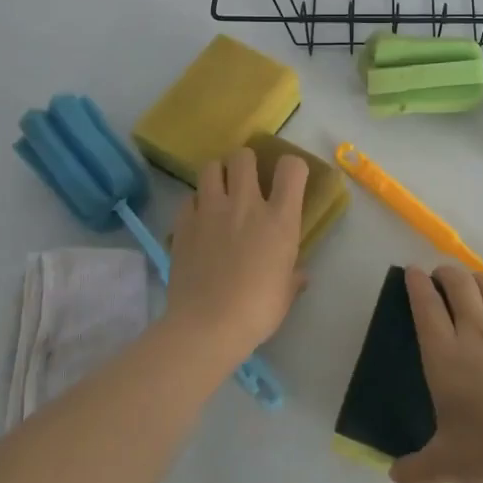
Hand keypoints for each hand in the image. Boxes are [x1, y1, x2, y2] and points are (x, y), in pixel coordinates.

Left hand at [166, 149, 306, 357]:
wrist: (206, 326)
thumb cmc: (256, 311)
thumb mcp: (286, 294)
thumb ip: (293, 276)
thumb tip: (300, 275)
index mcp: (279, 219)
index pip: (291, 168)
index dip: (292, 168)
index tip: (288, 182)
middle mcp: (245, 204)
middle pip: (244, 156)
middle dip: (246, 164)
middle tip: (246, 183)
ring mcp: (210, 210)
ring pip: (211, 167)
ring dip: (218, 176)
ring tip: (219, 193)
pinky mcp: (183, 224)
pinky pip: (189, 198)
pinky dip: (195, 204)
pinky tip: (199, 221)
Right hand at [390, 265, 482, 482]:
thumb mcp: (447, 467)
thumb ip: (417, 471)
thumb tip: (396, 478)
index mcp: (444, 355)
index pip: (425, 305)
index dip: (417, 284)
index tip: (413, 272)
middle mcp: (474, 332)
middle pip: (457, 283)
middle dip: (445, 272)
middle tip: (440, 275)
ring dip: (475, 278)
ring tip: (470, 283)